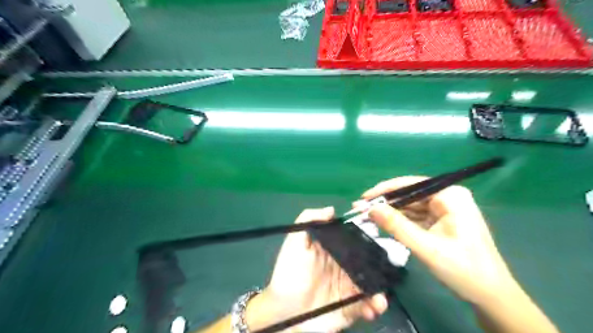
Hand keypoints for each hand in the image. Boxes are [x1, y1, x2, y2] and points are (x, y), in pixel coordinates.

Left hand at [246, 207, 390, 330]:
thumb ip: (308, 220)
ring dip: (382, 286)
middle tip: (394, 264)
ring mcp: (349, 286)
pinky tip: (376, 306)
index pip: (355, 238)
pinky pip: (368, 304)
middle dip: (383, 261)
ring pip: (373, 281)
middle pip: (369, 259)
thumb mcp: (294, 243)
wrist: (284, 313)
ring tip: (381, 294)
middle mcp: (344, 265)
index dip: (369, 235)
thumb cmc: (289, 274)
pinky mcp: (351, 307)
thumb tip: (332, 210)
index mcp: (334, 249)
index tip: (383, 232)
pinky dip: (376, 305)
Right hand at [361, 178, 514, 304]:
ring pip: (410, 206)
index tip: (363, 199)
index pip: (411, 185)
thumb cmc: (464, 270)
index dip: (384, 190)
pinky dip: (400, 221)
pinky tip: (384, 224)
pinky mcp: (441, 220)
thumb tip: (370, 208)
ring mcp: (445, 209)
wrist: (491, 296)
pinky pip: (416, 216)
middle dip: (385, 203)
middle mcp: (448, 197)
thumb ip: (397, 226)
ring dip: (390, 212)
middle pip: (409, 195)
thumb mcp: (426, 248)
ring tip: (367, 217)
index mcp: (450, 196)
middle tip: (360, 210)